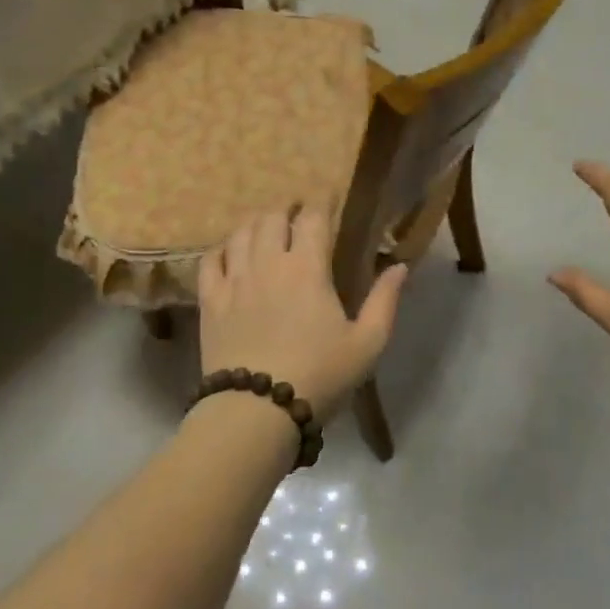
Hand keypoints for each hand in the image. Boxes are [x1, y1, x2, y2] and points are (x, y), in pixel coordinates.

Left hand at [199, 207, 407, 423]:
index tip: (328, 198)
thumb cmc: (319, 375)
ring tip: (265, 227)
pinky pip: (209, 260)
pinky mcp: (210, 301)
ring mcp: (234, 280)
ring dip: (255, 223)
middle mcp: (268, 263)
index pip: (313, 218)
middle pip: (272, 217)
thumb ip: (384, 301)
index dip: (321, 202)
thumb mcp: (367, 343)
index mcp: (308, 269)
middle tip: (296, 214)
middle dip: (286, 208)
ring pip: (240, 233)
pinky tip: (228, 252)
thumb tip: (400, 266)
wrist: (257, 410)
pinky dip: (220, 249)